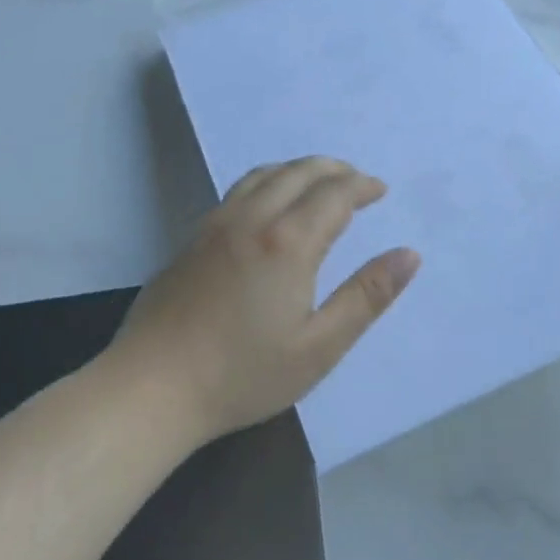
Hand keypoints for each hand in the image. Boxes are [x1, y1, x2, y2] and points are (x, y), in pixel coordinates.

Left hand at [110, 157, 421, 443]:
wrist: (150, 389)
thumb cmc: (242, 375)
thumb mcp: (319, 347)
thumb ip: (366, 297)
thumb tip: (409, 255)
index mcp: (287, 243)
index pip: (334, 194)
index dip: (362, 186)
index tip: (380, 191)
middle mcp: (250, 220)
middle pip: (298, 172)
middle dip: (334, 170)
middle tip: (357, 182)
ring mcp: (214, 226)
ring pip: (263, 175)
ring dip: (298, 170)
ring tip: (319, 183)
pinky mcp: (191, 240)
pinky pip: (237, 191)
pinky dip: (267, 182)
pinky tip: (269, 207)